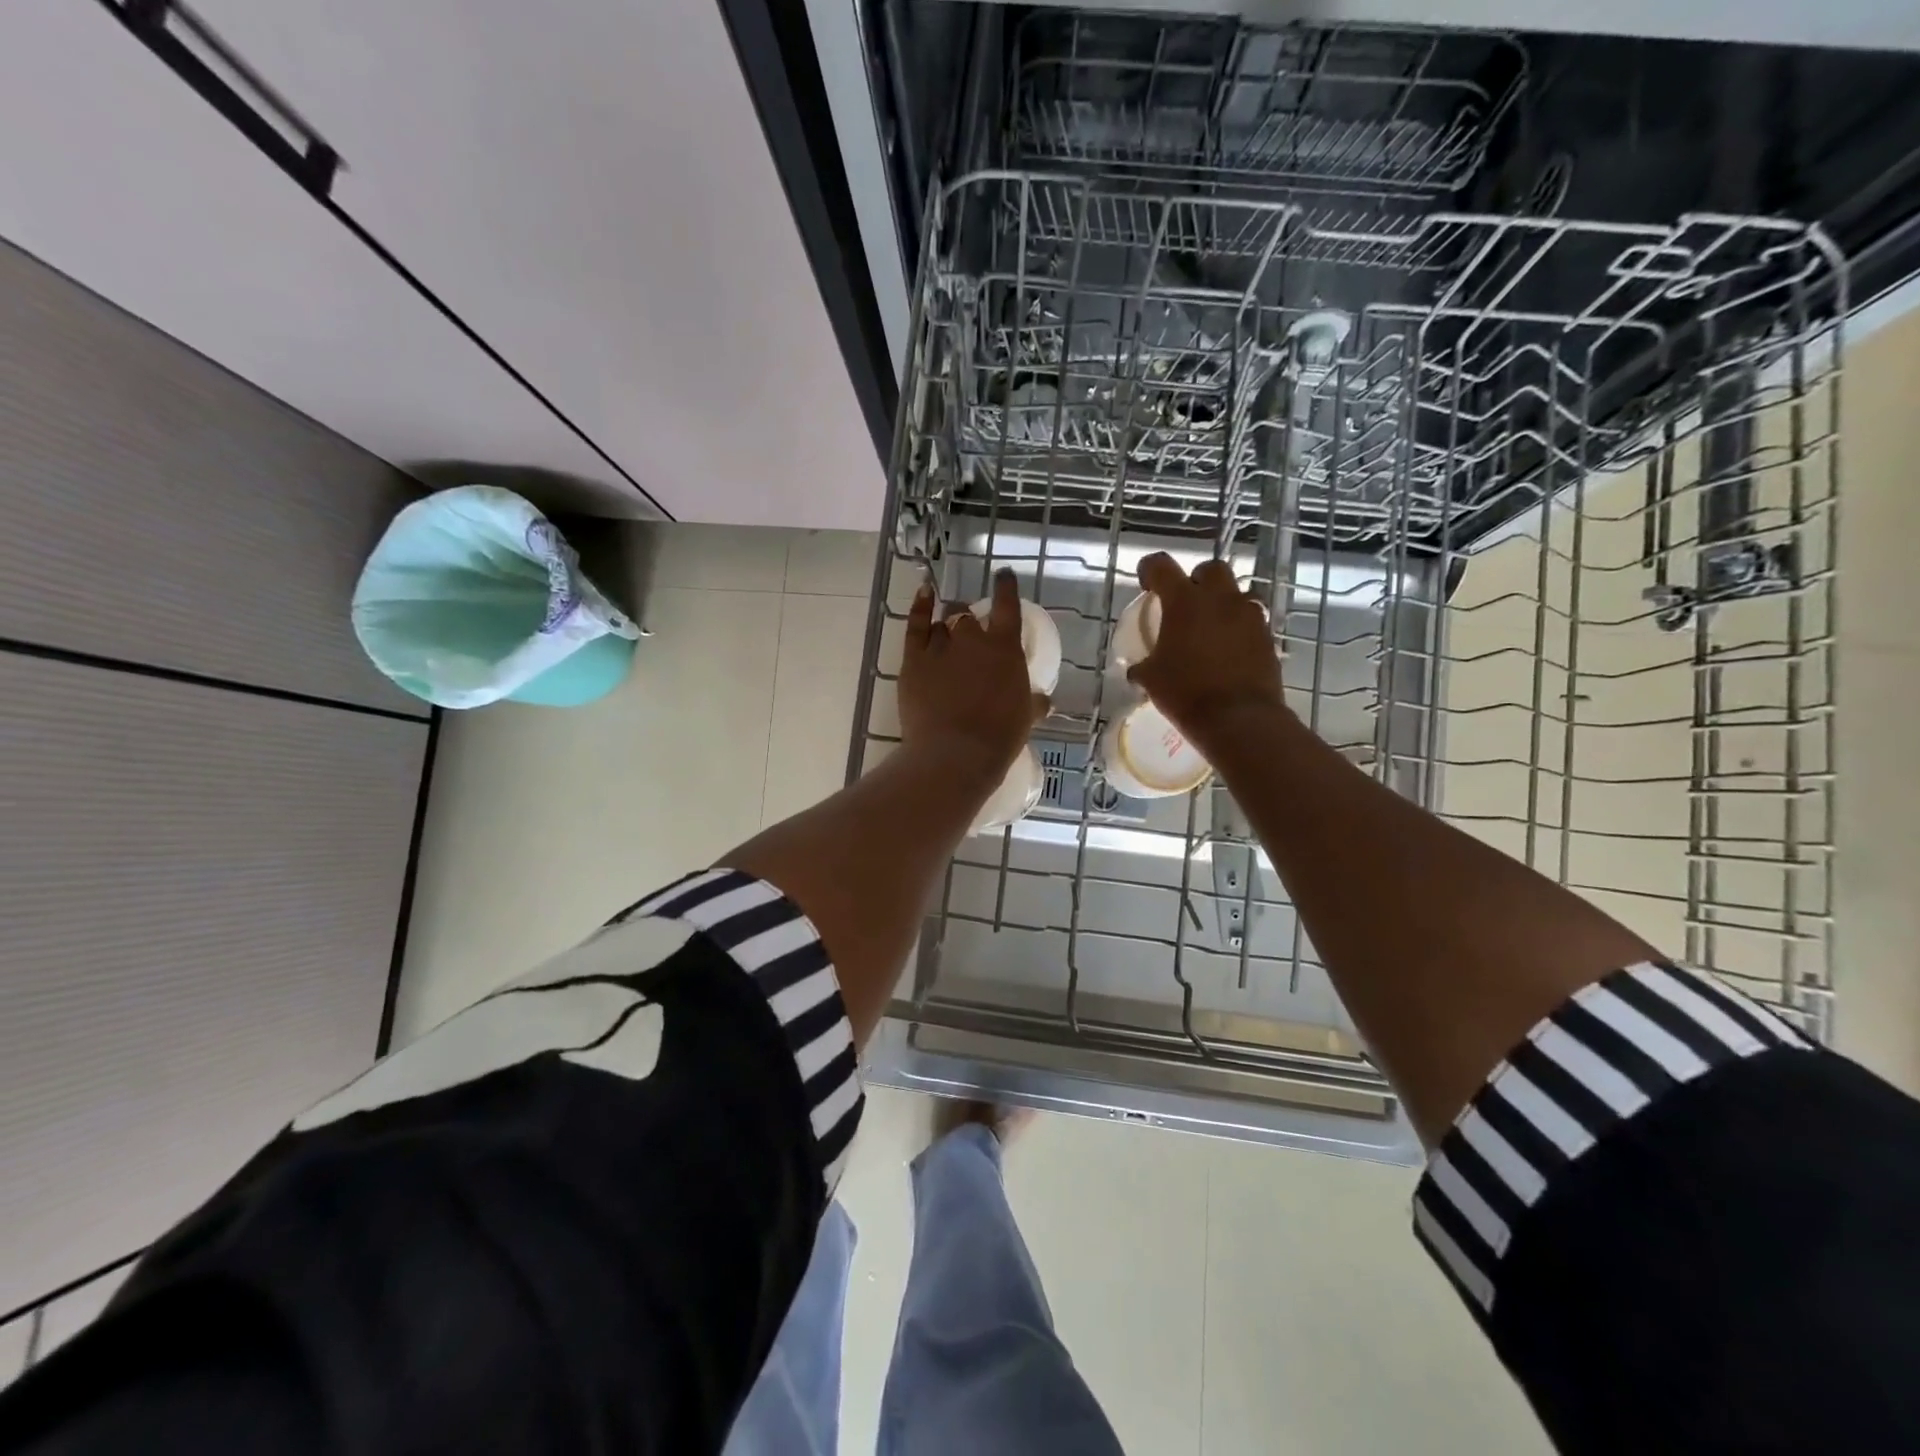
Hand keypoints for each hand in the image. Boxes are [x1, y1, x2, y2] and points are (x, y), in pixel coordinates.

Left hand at [899, 568, 1046, 784]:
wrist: (955, 754)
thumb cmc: (998, 737)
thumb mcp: (1024, 719)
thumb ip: (1033, 703)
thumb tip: (1044, 701)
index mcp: (1005, 649)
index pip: (1008, 607)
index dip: (1006, 588)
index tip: (1003, 576)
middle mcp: (973, 640)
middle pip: (969, 617)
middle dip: (970, 621)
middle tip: (970, 634)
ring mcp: (941, 647)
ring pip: (944, 621)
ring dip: (948, 623)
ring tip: (948, 630)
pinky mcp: (914, 660)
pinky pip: (916, 625)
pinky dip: (920, 607)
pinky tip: (924, 595)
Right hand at [1126, 553, 1286, 751]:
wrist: (1238, 719)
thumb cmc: (1186, 693)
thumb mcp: (1151, 680)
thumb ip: (1144, 665)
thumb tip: (1138, 669)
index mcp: (1184, 602)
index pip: (1161, 566)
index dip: (1150, 569)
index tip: (1147, 584)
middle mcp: (1220, 599)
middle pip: (1211, 569)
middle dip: (1197, 580)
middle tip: (1186, 604)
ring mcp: (1249, 616)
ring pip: (1236, 594)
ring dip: (1222, 604)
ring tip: (1210, 630)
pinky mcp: (1268, 637)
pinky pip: (1251, 621)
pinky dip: (1238, 629)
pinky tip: (1228, 651)